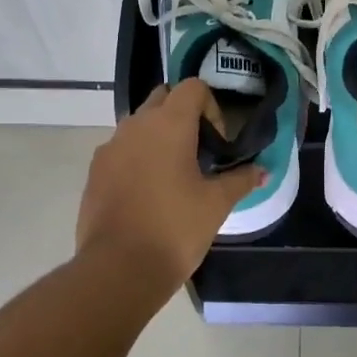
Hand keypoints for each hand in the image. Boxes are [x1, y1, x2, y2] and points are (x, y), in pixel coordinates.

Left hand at [76, 80, 263, 290]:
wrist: (119, 268)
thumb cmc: (175, 228)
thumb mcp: (216, 204)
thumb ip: (240, 180)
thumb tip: (262, 171)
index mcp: (168, 124)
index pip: (192, 88)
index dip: (211, 108)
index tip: (218, 143)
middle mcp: (135, 125)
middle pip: (162, 100)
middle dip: (183, 117)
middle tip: (199, 153)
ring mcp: (109, 148)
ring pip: (138, 126)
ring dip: (158, 138)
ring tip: (174, 175)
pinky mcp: (94, 172)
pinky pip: (121, 152)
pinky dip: (137, 160)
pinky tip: (149, 194)